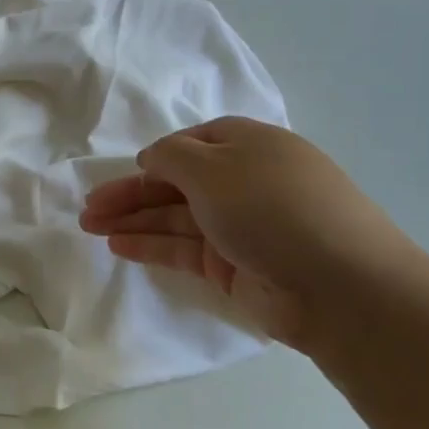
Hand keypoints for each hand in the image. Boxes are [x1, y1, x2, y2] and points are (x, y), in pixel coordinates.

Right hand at [79, 117, 423, 349]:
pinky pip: (183, 248)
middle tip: (88, 208)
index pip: (193, 142)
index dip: (157, 156)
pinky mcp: (235, 265)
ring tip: (89, 227)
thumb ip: (170, 156)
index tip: (125, 171)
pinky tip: (117, 246)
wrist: (340, 286)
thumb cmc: (272, 207)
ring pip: (174, 217)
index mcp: (250, 146)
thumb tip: (152, 159)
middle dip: (131, 192)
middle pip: (177, 182)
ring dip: (132, 219)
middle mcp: (245, 182)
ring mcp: (241, 226)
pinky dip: (150, 244)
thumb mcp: (213, 165)